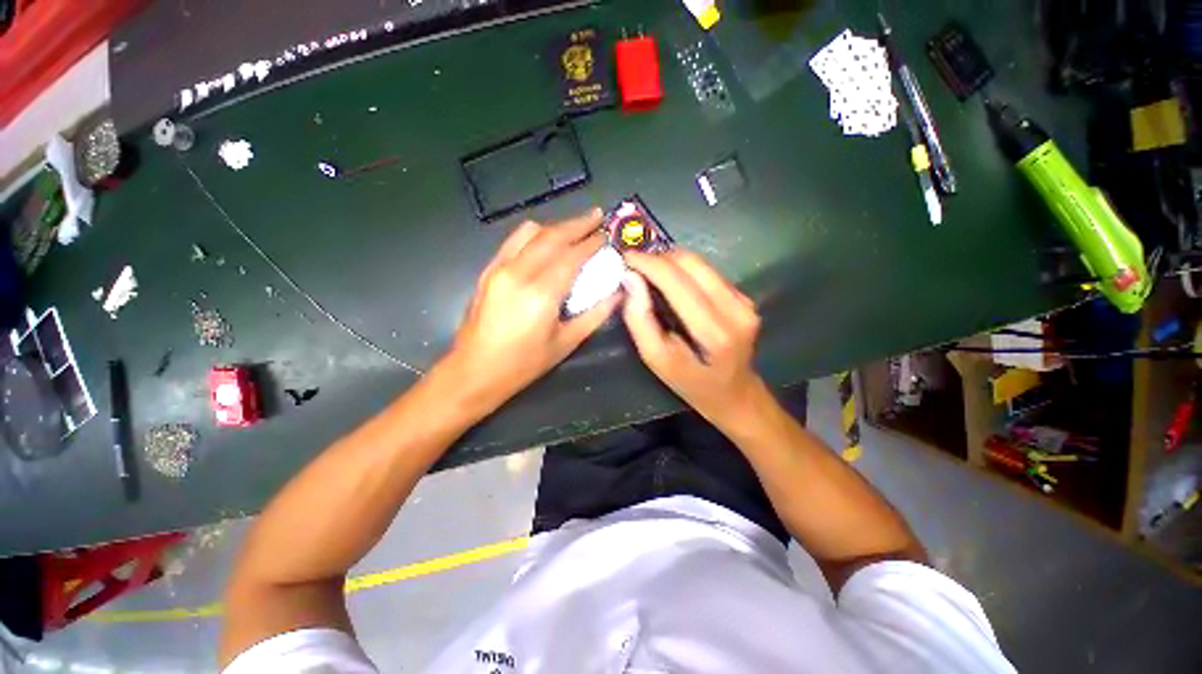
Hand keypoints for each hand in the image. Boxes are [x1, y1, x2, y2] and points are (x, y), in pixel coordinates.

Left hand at [439, 209, 619, 411]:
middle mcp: (518, 273)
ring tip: (574, 228)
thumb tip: (617, 293)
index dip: (591, 242)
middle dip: (577, 223)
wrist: (475, 371)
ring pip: (529, 232)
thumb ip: (595, 314)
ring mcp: (498, 269)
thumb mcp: (566, 343)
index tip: (607, 234)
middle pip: (551, 236)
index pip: (571, 256)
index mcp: (540, 294)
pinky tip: (545, 242)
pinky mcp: (487, 271)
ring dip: (555, 226)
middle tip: (597, 216)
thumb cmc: (524, 364)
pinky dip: (534, 235)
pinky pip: (513, 242)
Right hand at [622, 251, 766, 429]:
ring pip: (701, 263)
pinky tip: (670, 281)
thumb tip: (630, 279)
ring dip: (670, 261)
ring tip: (648, 271)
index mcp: (714, 332)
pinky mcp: (745, 297)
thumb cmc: (691, 383)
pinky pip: (708, 272)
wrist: (735, 394)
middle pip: (692, 263)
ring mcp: (745, 301)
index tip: (625, 258)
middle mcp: (736, 309)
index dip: (649, 264)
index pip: (677, 281)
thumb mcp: (657, 360)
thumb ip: (640, 320)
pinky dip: (684, 270)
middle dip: (658, 258)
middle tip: (634, 265)